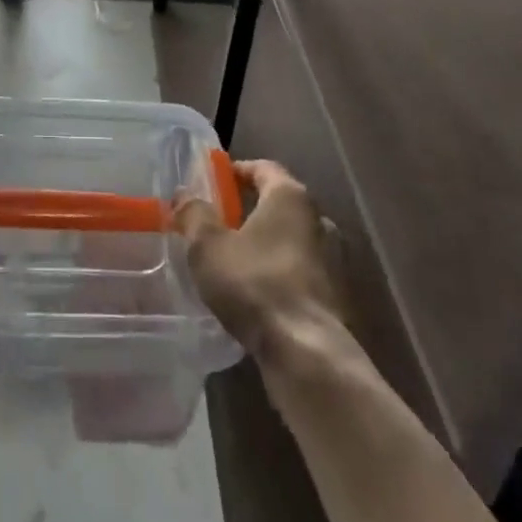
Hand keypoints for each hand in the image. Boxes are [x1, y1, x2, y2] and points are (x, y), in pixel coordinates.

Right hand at [176, 159, 342, 361]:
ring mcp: (333, 259)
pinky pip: (301, 270)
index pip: (263, 167)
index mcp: (291, 197)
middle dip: (250, 209)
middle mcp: (319, 219)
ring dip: (266, 243)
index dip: (237, 170)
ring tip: (235, 259)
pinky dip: (279, 271)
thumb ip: (194, 214)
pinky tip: (257, 291)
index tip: (215, 181)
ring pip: (292, 239)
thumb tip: (184, 196)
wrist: (307, 354)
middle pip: (279, 203)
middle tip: (219, 221)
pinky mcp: (336, 295)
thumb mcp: (208, 246)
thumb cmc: (255, 284)